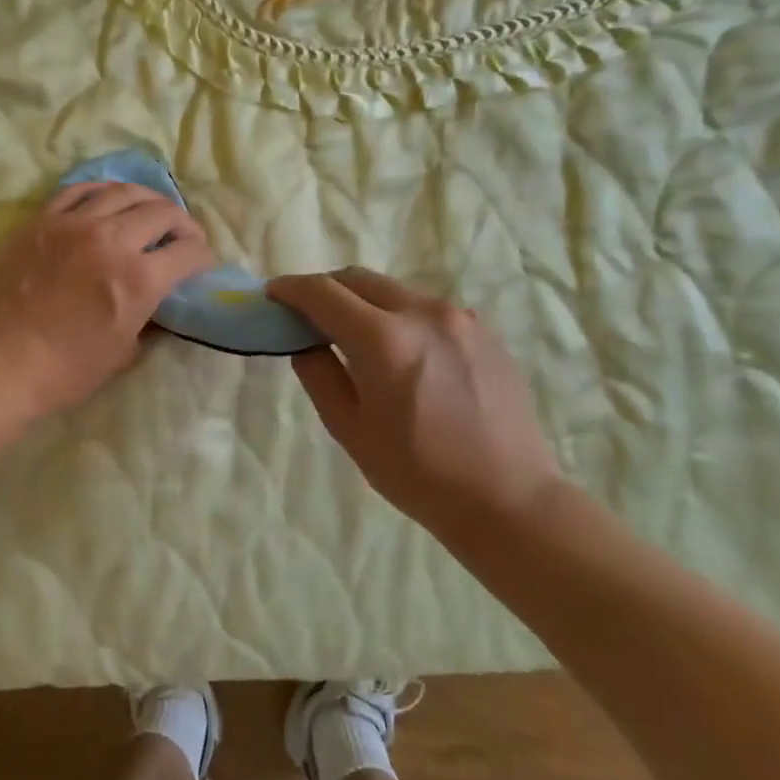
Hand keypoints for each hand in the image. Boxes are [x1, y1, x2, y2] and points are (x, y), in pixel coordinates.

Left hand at [0, 182, 212, 419]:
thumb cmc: (65, 369)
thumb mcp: (123, 353)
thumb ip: (148, 320)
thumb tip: (158, 303)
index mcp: (139, 278)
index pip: (188, 252)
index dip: (203, 256)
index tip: (202, 263)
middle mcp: (112, 239)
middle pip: (162, 213)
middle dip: (183, 224)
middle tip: (183, 237)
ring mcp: (73, 224)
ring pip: (123, 192)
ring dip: (147, 200)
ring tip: (151, 210)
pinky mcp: (42, 221)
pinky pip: (78, 191)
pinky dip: (102, 191)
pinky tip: (108, 199)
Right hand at [266, 268, 564, 536]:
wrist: (508, 499)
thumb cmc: (418, 474)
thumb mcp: (350, 429)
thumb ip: (319, 375)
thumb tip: (306, 343)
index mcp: (383, 340)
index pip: (323, 293)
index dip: (291, 289)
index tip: (272, 295)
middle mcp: (423, 313)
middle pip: (359, 279)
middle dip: (325, 288)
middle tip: (305, 313)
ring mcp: (459, 318)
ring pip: (394, 291)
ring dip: (363, 302)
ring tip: (352, 335)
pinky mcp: (483, 331)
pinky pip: (427, 309)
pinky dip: (399, 316)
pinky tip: (401, 354)